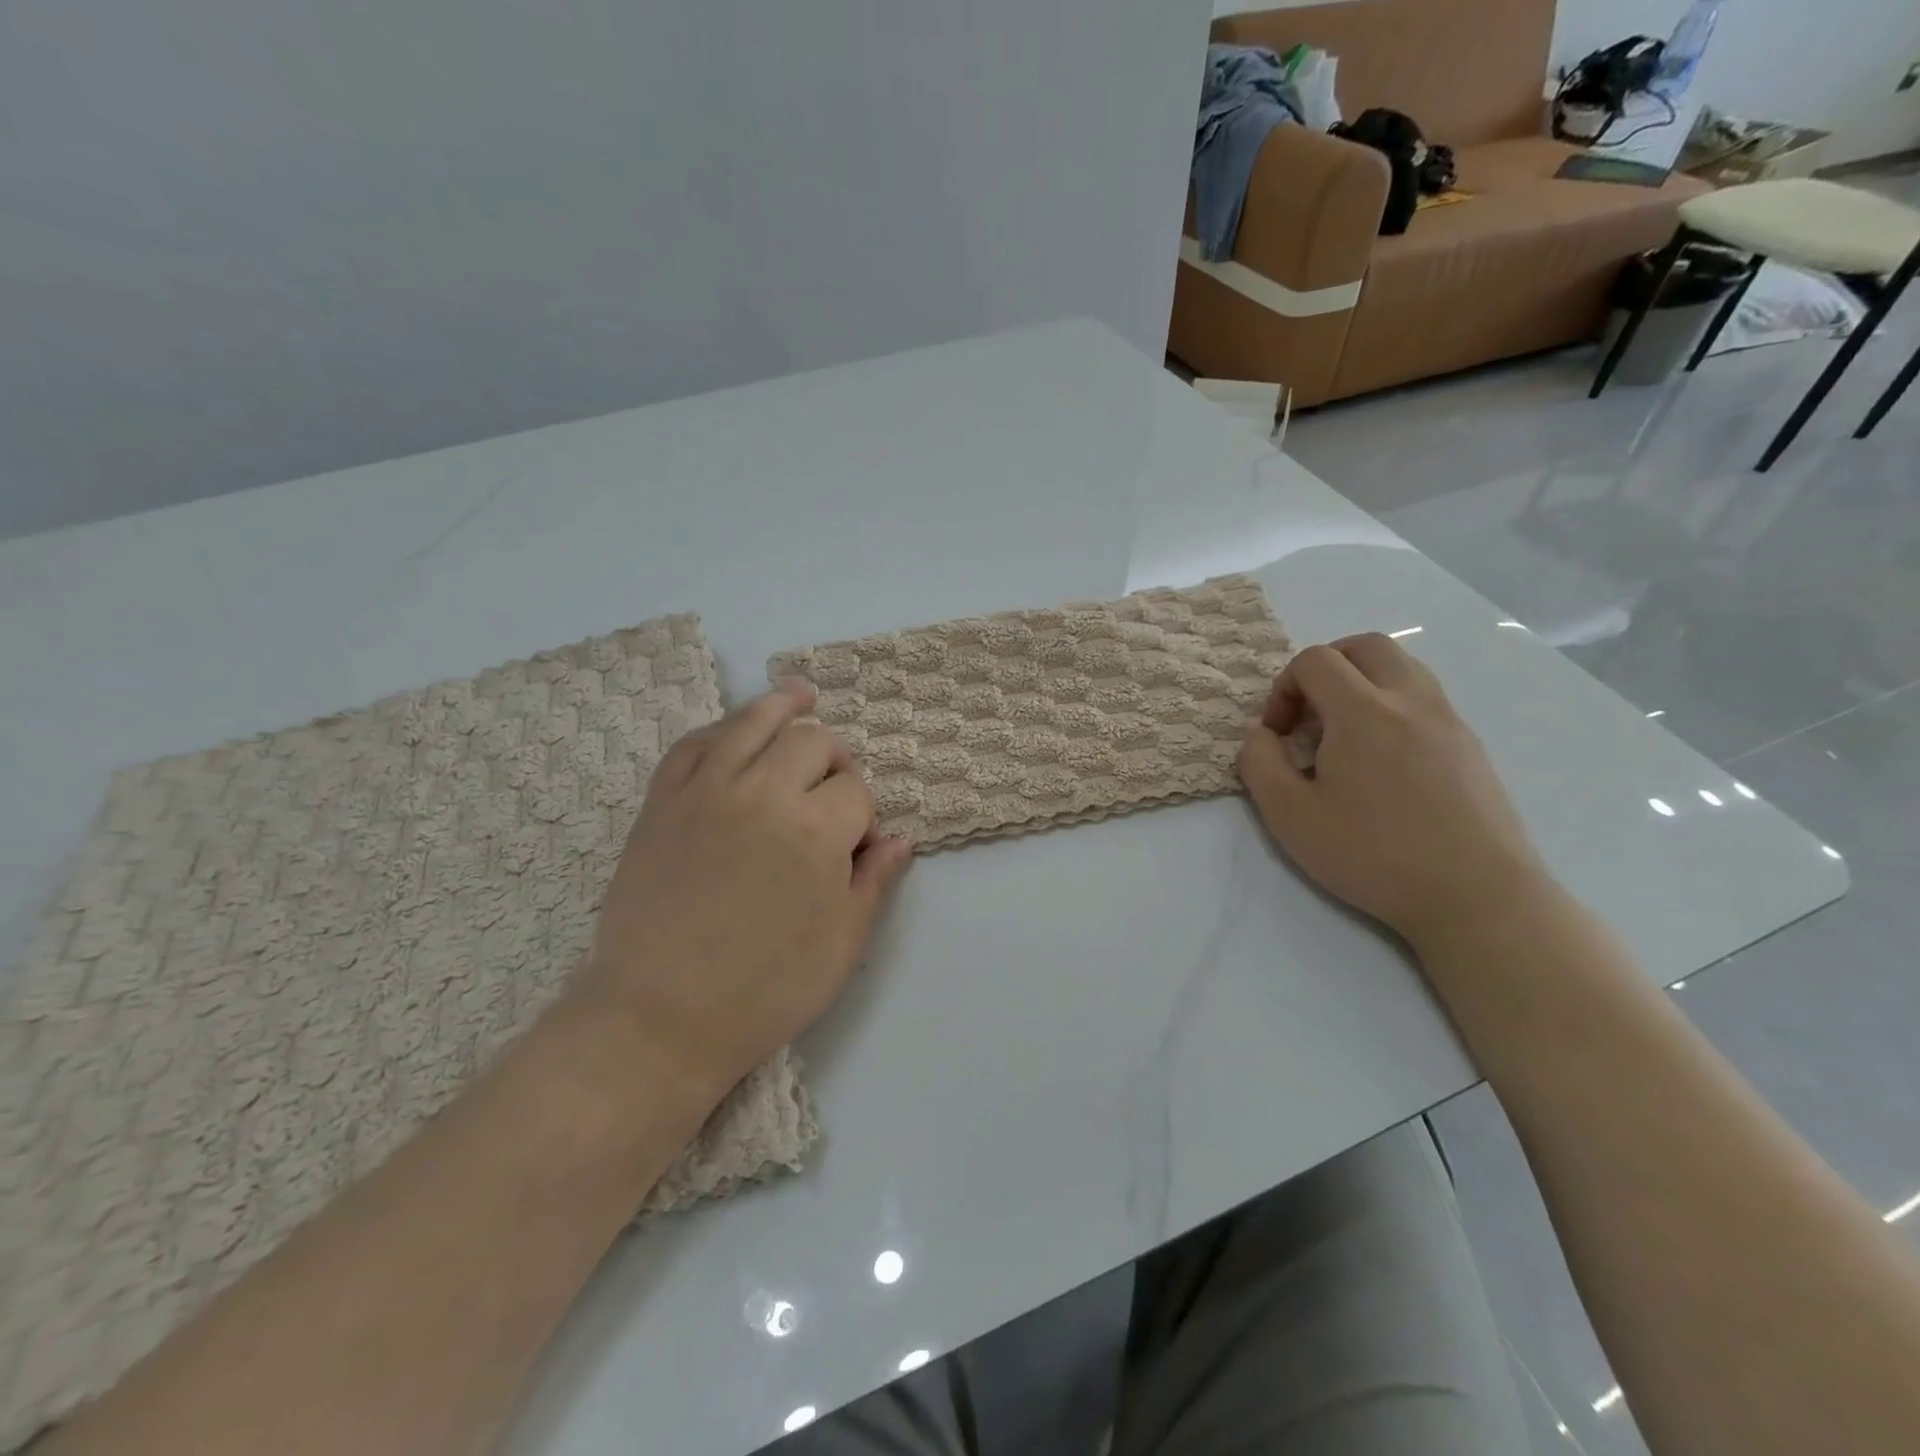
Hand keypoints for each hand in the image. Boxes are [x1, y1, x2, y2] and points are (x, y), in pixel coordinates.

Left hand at [584, 679, 911, 1102]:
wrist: (658, 1020)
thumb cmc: (763, 991)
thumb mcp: (840, 946)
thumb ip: (874, 883)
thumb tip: (899, 840)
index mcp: (816, 831)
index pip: (857, 791)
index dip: (866, 814)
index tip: (858, 843)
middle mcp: (764, 794)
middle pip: (813, 742)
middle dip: (834, 758)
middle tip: (831, 791)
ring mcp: (707, 791)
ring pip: (753, 722)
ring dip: (783, 705)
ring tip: (800, 694)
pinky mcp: (662, 802)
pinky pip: (693, 743)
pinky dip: (720, 728)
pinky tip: (734, 729)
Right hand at [1236, 633, 1548, 949]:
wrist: (1477, 897)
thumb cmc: (1374, 856)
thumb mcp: (1290, 817)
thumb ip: (1259, 764)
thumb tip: (1258, 734)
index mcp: (1363, 712)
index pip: (1315, 660)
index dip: (1283, 688)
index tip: (1278, 735)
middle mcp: (1411, 700)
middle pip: (1365, 645)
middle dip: (1325, 667)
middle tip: (1309, 714)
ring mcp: (1449, 720)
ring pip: (1401, 667)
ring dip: (1361, 683)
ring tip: (1344, 736)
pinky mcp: (1471, 745)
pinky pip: (1424, 698)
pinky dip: (1392, 706)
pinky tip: (1382, 762)